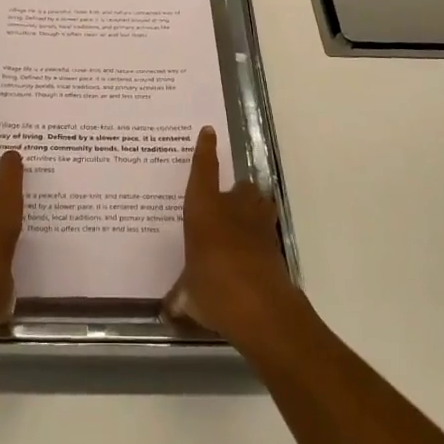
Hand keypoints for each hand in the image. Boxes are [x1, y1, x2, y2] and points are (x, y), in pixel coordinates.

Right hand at [163, 126, 301, 351]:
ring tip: (243, 225)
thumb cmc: (215, 291)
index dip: (205, 150)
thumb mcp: (189, 298)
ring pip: (260, 203)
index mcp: (204, 211)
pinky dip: (261, 238)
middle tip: (225, 207)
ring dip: (254, 210)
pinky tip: (251, 255)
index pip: (203, 171)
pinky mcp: (277, 245)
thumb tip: (166, 311)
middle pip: (241, 186)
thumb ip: (179, 299)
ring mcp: (259, 225)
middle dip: (236, 193)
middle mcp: (233, 209)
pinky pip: (267, 231)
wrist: (263, 310)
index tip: (209, 132)